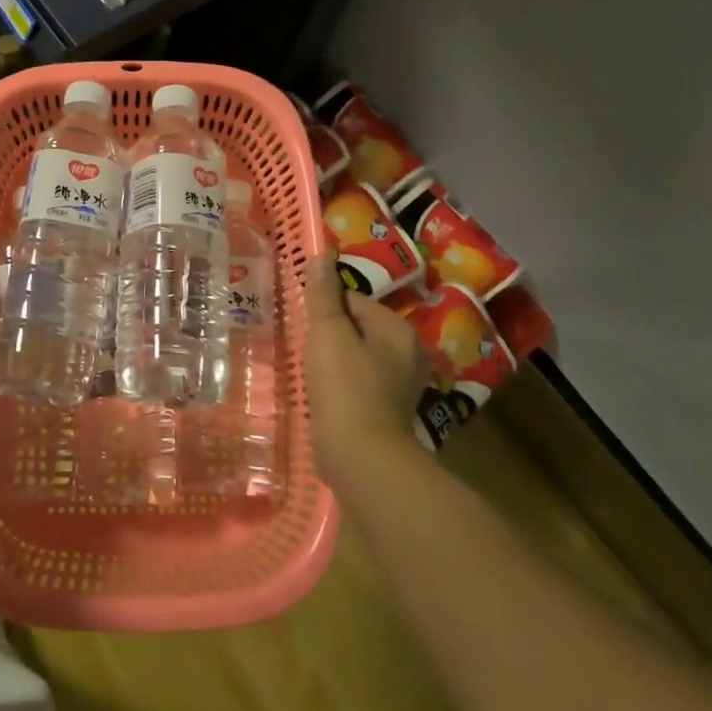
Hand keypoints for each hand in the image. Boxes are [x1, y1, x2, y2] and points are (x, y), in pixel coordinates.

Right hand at [303, 256, 431, 483]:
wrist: (360, 457)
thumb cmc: (345, 386)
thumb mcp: (328, 332)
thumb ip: (324, 294)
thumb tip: (323, 253)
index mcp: (398, 331)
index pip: (355, 300)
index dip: (325, 308)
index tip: (304, 324)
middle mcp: (408, 355)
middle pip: (357, 328)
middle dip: (329, 335)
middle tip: (303, 347)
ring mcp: (400, 386)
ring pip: (356, 357)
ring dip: (332, 361)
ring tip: (309, 371)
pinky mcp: (386, 412)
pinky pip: (357, 384)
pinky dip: (339, 385)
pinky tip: (321, 395)